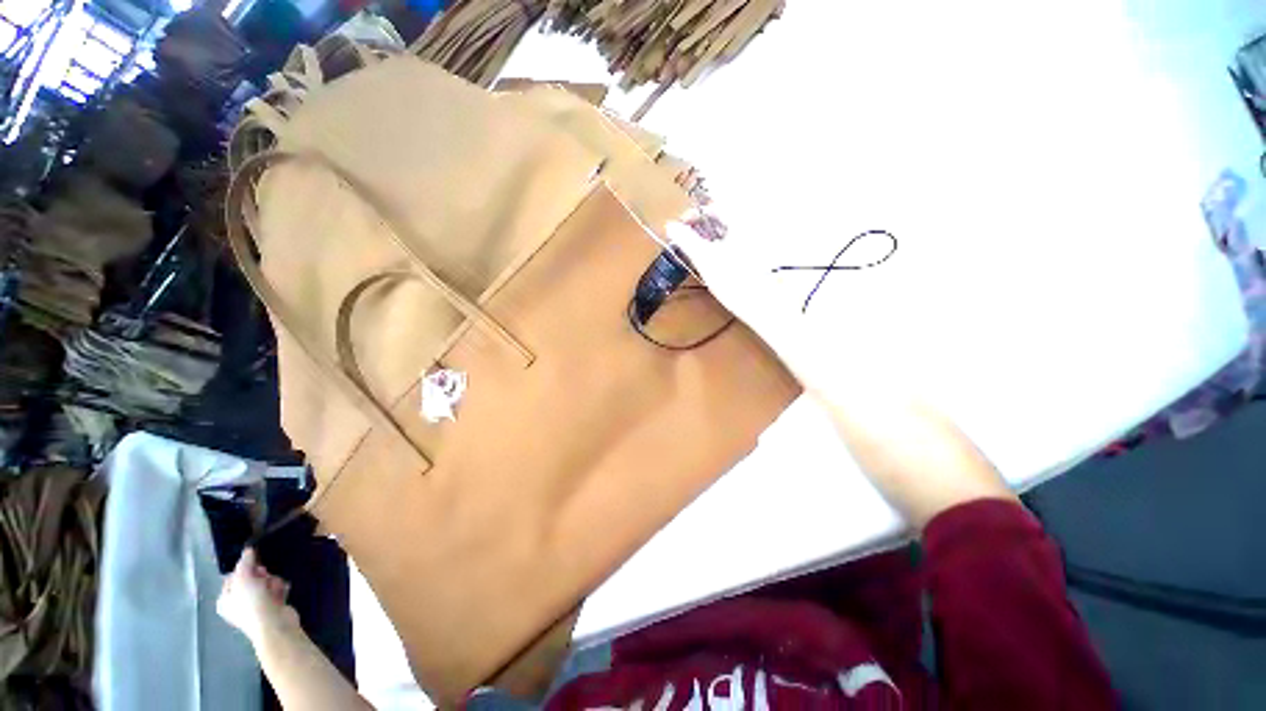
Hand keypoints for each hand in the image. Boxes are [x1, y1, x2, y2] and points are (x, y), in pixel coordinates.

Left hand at [217, 548, 296, 644]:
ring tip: (274, 587)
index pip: (233, 576)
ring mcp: (255, 607)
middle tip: (264, 577)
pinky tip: (282, 592)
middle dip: (261, 575)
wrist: (273, 624)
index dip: (244, 569)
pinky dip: (279, 589)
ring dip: (272, 582)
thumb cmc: (252, 603)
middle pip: (251, 579)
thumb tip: (248, 549)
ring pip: (265, 584)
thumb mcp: (244, 578)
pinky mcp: (271, 607)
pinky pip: (275, 591)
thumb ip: (245, 563)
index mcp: (225, 600)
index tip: (254, 566)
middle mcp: (237, 604)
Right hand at [665, 214, 816, 381]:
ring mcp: (757, 242)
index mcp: (741, 220)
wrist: (764, 307)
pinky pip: (735, 244)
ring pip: (728, 232)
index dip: (694, 214)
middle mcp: (752, 226)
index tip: (679, 226)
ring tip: (696, 252)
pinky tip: (713, 262)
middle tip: (685, 240)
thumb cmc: (734, 281)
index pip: (714, 206)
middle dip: (700, 226)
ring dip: (709, 237)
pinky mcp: (758, 257)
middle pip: (722, 217)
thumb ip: (686, 240)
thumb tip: (670, 225)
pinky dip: (720, 247)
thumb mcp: (705, 259)